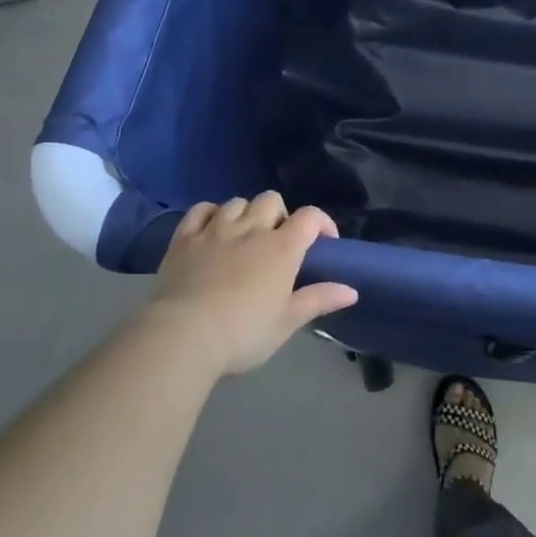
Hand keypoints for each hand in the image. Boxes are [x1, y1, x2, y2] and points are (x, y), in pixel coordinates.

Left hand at [147, 192, 355, 376]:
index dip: (322, 222)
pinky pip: (200, 209)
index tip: (324, 241)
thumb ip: (319, 300)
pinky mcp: (185, 237)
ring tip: (244, 237)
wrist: (183, 336)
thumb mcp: (287, 323)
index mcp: (282, 248)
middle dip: (279, 215)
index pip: (310, 217)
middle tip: (277, 242)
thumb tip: (352, 290)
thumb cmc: (243, 333)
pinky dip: (210, 214)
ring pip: (237, 202)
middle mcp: (251, 229)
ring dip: (245, 214)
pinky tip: (212, 229)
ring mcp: (215, 229)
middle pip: (271, 200)